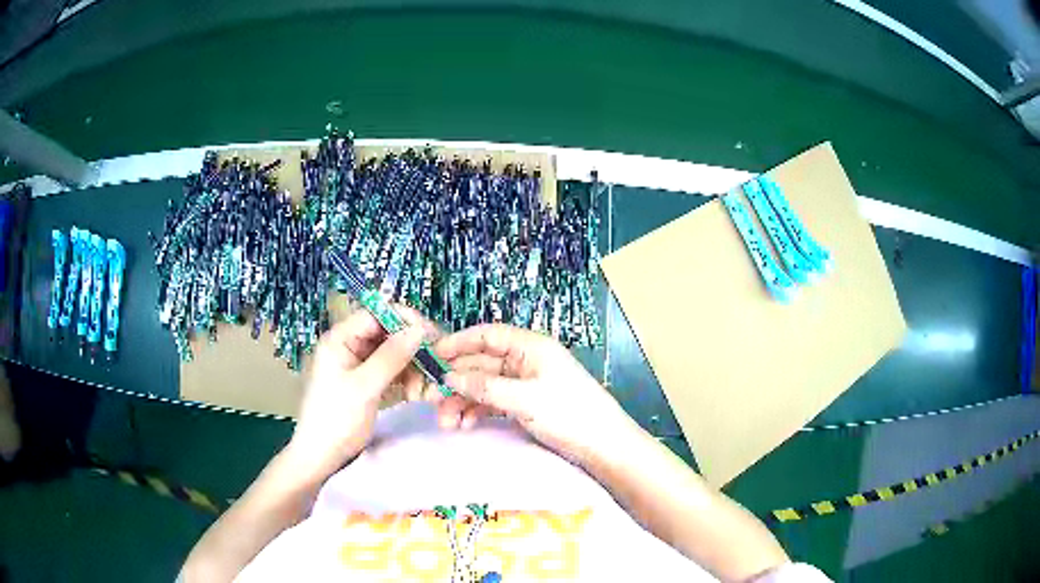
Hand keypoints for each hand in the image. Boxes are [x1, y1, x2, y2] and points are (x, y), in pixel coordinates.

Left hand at [285, 309, 427, 479]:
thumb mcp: (364, 387)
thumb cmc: (336, 419)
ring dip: (411, 365)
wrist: (322, 455)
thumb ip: (391, 357)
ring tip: (426, 385)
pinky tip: (418, 391)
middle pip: (387, 332)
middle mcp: (349, 345)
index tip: (431, 335)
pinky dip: (406, 377)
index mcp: (340, 339)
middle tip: (436, 361)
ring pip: (392, 352)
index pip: (376, 314)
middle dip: (411, 345)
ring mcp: (357, 363)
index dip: (405, 320)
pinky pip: (391, 369)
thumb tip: (419, 330)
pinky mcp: (366, 380)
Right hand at [434, 324, 634, 462]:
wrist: (603, 445)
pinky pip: (494, 402)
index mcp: (530, 347)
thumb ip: (485, 387)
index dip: (459, 342)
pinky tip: (464, 425)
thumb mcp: (525, 398)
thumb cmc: (569, 413)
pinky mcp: (526, 404)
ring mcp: (526, 384)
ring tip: (446, 423)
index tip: (433, 356)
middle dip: (457, 381)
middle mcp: (526, 361)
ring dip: (463, 401)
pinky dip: (478, 412)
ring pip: (485, 386)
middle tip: (432, 402)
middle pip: (482, 363)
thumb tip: (449, 377)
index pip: (488, 335)